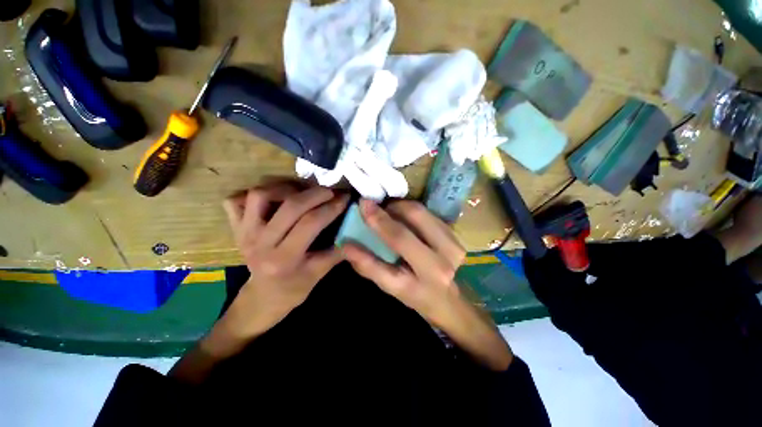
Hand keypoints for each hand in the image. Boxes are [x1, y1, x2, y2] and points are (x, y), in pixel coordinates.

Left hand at [221, 183, 349, 337]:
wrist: (262, 298)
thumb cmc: (293, 288)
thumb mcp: (319, 274)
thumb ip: (337, 252)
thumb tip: (356, 233)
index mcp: (284, 258)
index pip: (310, 223)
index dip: (331, 207)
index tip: (345, 198)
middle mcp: (260, 242)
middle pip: (290, 206)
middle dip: (315, 193)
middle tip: (331, 191)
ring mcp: (244, 232)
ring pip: (260, 196)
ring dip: (285, 188)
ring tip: (303, 191)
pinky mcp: (236, 227)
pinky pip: (235, 200)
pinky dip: (254, 193)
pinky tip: (274, 197)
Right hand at [343, 199, 511, 370]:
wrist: (447, 298)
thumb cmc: (414, 294)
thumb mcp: (389, 286)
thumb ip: (368, 265)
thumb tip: (346, 244)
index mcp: (426, 276)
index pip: (399, 241)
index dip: (378, 221)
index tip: (362, 204)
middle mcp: (445, 257)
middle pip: (415, 217)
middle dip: (390, 208)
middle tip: (374, 207)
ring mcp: (454, 243)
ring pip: (422, 211)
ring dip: (400, 207)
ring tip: (387, 212)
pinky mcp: (456, 234)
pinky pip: (429, 213)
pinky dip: (411, 210)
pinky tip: (403, 217)